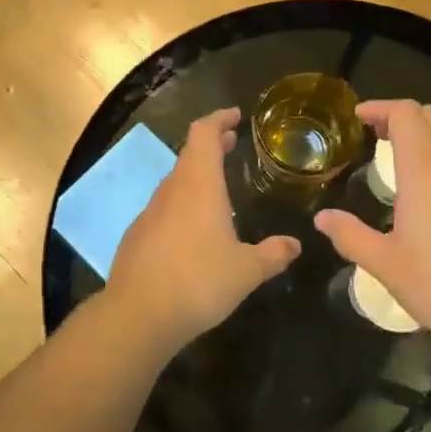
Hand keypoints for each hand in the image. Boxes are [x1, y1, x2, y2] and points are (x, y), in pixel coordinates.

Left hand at [107, 108, 300, 351]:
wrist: (139, 315)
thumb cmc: (199, 282)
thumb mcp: (247, 271)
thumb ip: (272, 254)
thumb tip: (294, 245)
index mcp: (199, 186)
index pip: (204, 134)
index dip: (219, 119)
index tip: (235, 116)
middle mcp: (171, 191)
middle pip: (189, 155)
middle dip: (211, 147)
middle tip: (231, 144)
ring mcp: (149, 214)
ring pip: (175, 184)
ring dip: (196, 178)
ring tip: (217, 190)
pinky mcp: (136, 237)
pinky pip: (163, 211)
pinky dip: (181, 206)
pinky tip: (193, 232)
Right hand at [314, 100, 430, 368]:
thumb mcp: (386, 265)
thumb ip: (351, 236)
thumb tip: (322, 219)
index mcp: (425, 170)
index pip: (406, 114)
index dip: (380, 108)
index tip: (358, 118)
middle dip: (403, 117)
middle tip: (376, 137)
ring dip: (429, 138)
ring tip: (405, 163)